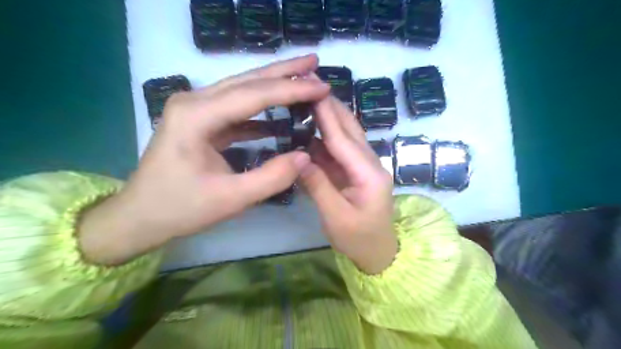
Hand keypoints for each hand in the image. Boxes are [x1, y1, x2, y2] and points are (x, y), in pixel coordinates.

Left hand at [80, 56, 331, 264]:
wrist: (140, 215)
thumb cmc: (181, 208)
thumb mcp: (231, 199)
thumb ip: (272, 177)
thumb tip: (305, 157)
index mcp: (196, 117)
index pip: (253, 95)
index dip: (291, 90)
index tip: (322, 86)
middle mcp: (194, 102)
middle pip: (246, 81)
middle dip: (283, 72)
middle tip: (314, 63)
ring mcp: (195, 109)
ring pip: (242, 89)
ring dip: (273, 85)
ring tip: (303, 80)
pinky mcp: (200, 121)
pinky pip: (236, 109)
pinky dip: (261, 109)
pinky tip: (280, 113)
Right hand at [301, 95, 397, 274]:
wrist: (378, 253)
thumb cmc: (359, 239)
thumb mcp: (336, 217)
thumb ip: (318, 186)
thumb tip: (297, 159)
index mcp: (368, 174)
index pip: (343, 139)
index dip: (327, 115)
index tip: (313, 90)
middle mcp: (369, 164)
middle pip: (349, 130)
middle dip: (332, 107)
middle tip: (312, 84)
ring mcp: (363, 167)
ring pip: (346, 137)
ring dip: (330, 118)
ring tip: (310, 99)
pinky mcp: (355, 173)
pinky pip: (340, 151)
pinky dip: (326, 138)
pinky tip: (313, 128)